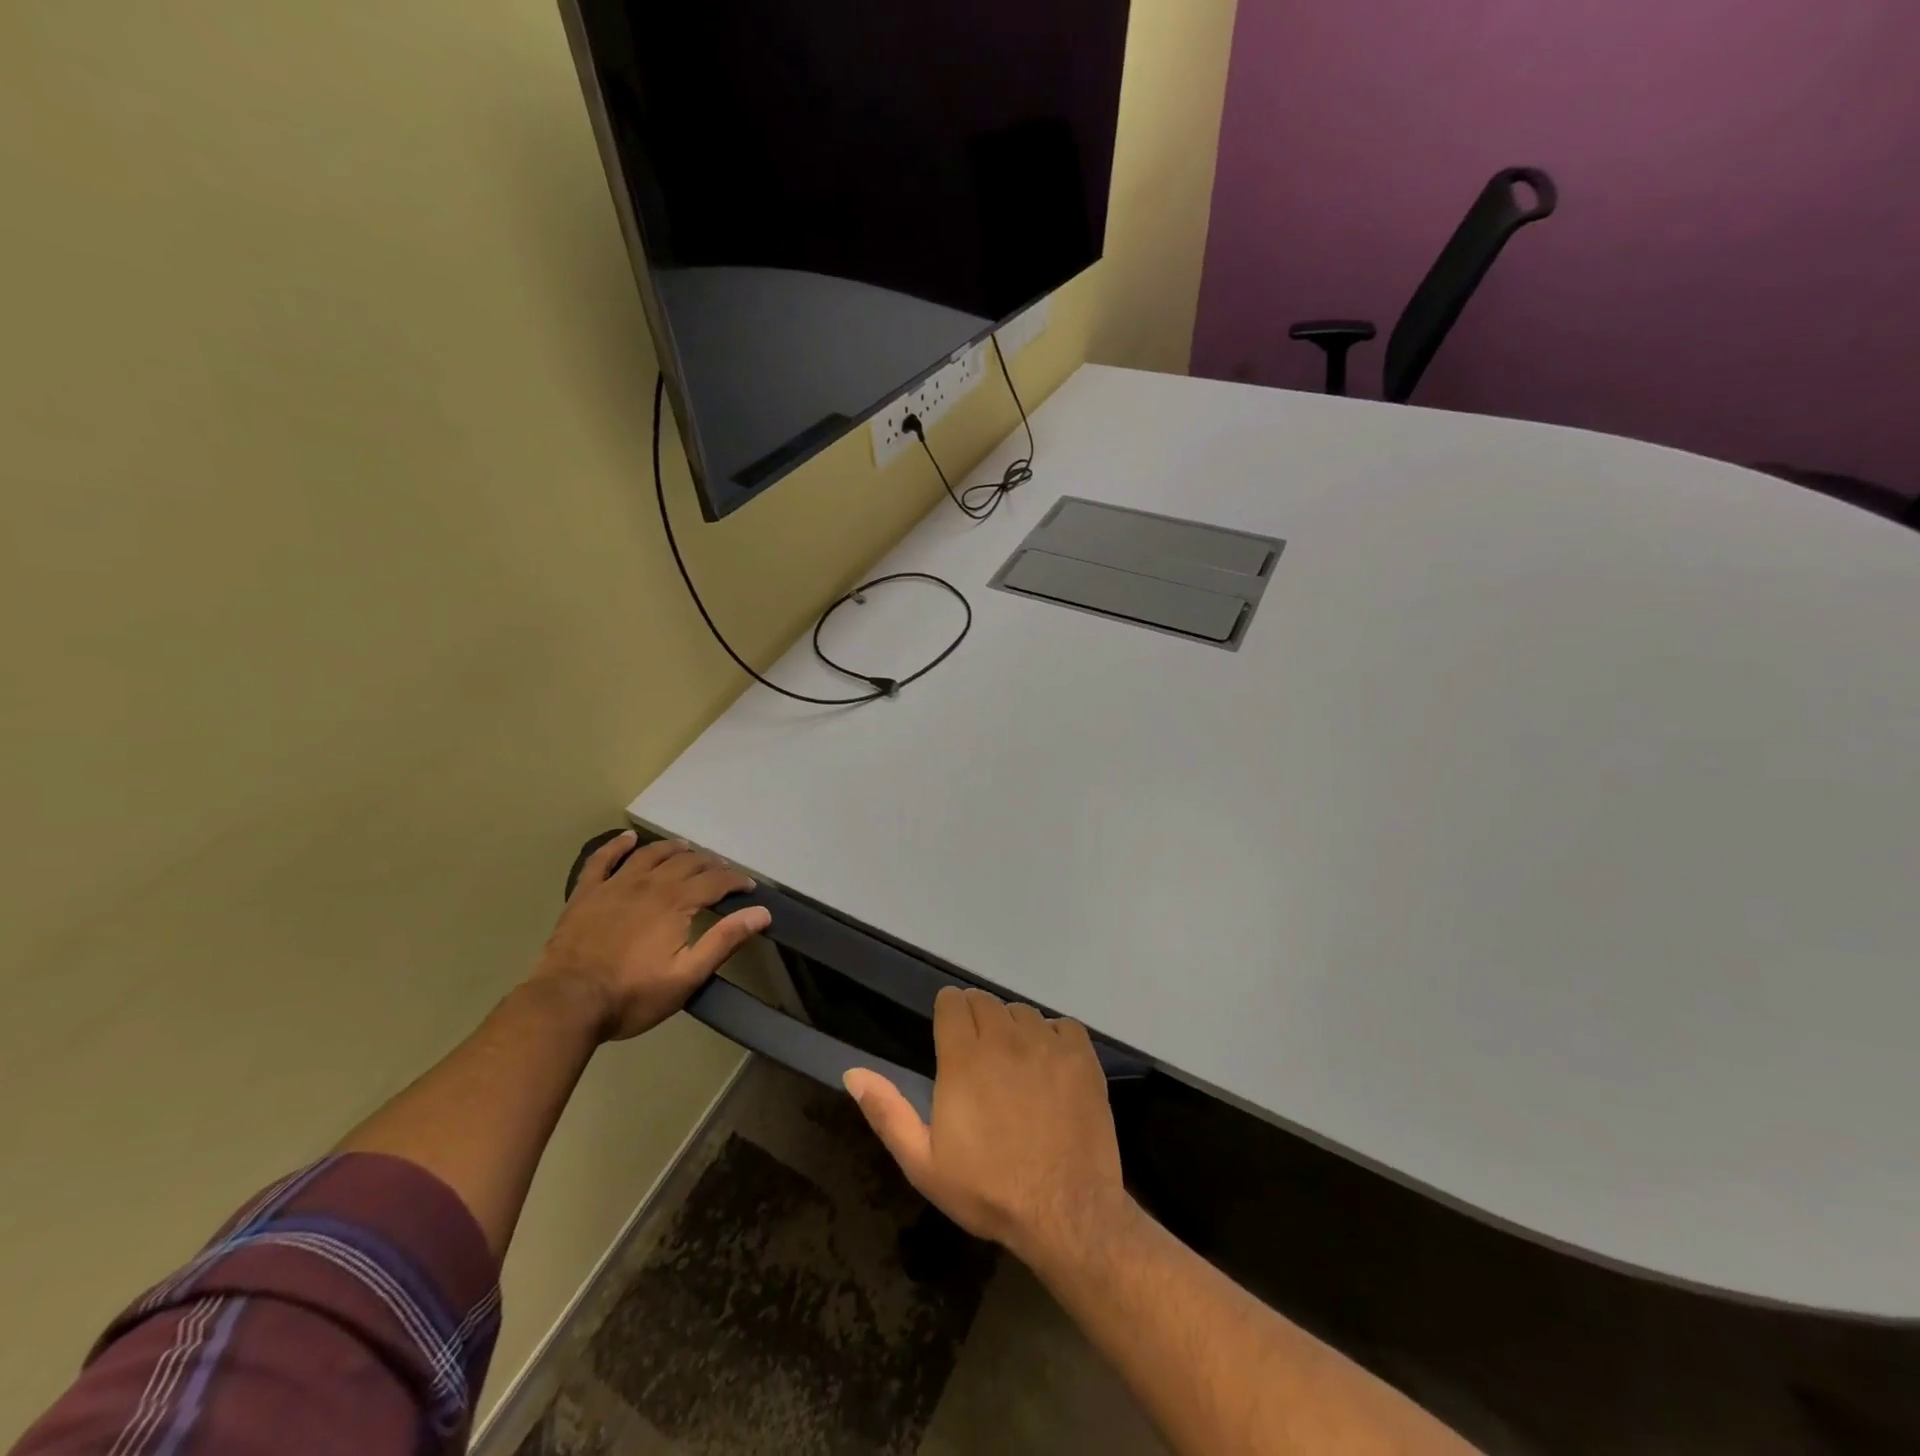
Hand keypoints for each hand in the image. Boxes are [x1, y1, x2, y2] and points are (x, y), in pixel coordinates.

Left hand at [533, 831, 770, 1041]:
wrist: (567, 1003)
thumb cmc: (632, 995)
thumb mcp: (687, 976)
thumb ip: (724, 941)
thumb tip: (761, 913)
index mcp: (676, 903)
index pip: (715, 882)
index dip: (736, 882)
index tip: (749, 887)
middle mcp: (649, 884)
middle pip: (686, 863)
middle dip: (709, 864)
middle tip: (721, 871)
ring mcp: (615, 885)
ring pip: (650, 854)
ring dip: (672, 849)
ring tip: (685, 848)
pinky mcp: (586, 894)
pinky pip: (602, 860)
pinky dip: (616, 845)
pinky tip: (627, 838)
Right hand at [845, 988, 1127, 1263]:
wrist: (1066, 1212)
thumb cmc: (989, 1190)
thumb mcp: (924, 1163)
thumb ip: (887, 1112)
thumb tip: (853, 1072)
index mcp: (964, 1057)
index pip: (952, 1001)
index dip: (948, 1014)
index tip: (949, 1037)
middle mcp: (1005, 1037)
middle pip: (985, 1000)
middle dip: (977, 1018)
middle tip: (979, 1056)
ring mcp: (1047, 1043)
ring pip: (1022, 1012)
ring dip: (1013, 1029)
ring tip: (1015, 1065)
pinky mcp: (1082, 1056)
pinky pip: (1062, 1025)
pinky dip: (1054, 1038)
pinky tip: (1050, 1068)